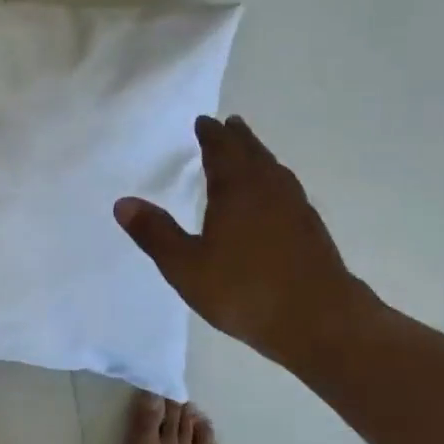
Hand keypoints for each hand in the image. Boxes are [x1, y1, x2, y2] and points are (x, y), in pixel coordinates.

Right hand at [115, 115, 379, 371]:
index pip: (222, 150)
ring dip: (259, 156)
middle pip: (253, 153)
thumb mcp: (185, 266)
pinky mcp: (311, 230)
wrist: (320, 322)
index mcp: (237, 189)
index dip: (211, 134)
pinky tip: (273, 199)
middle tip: (228, 124)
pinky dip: (273, 181)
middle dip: (238, 138)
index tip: (204, 121)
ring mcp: (296, 209)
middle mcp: (270, 189)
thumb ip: (155, 233)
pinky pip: (287, 190)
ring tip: (249, 153)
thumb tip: (123, 202)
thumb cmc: (245, 290)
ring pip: (274, 170)